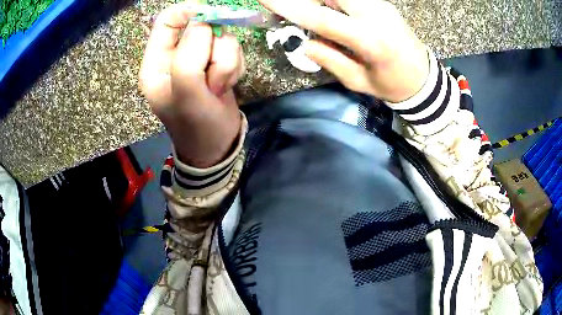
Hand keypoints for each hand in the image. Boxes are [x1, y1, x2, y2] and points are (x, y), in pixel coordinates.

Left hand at [139, 2, 244, 167]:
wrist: (217, 147)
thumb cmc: (197, 127)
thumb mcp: (188, 95)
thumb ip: (188, 57)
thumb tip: (203, 23)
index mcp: (155, 63)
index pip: (167, 21)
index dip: (189, 11)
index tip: (213, 14)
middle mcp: (173, 57)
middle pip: (201, 26)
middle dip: (214, 50)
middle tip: (211, 79)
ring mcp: (196, 60)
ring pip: (221, 37)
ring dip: (226, 62)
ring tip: (217, 87)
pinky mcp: (214, 64)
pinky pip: (231, 49)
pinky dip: (234, 66)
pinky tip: (225, 86)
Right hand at [259, 0, 428, 102]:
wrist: (424, 78)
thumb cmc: (391, 85)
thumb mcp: (357, 81)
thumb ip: (329, 59)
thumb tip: (303, 43)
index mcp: (369, 40)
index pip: (320, 17)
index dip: (289, 6)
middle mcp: (375, 14)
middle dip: (309, 2)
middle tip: (296, 11)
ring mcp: (380, 4)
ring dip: (323, 2)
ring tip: (316, 17)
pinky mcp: (382, 2)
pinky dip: (334, 2)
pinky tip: (333, 14)